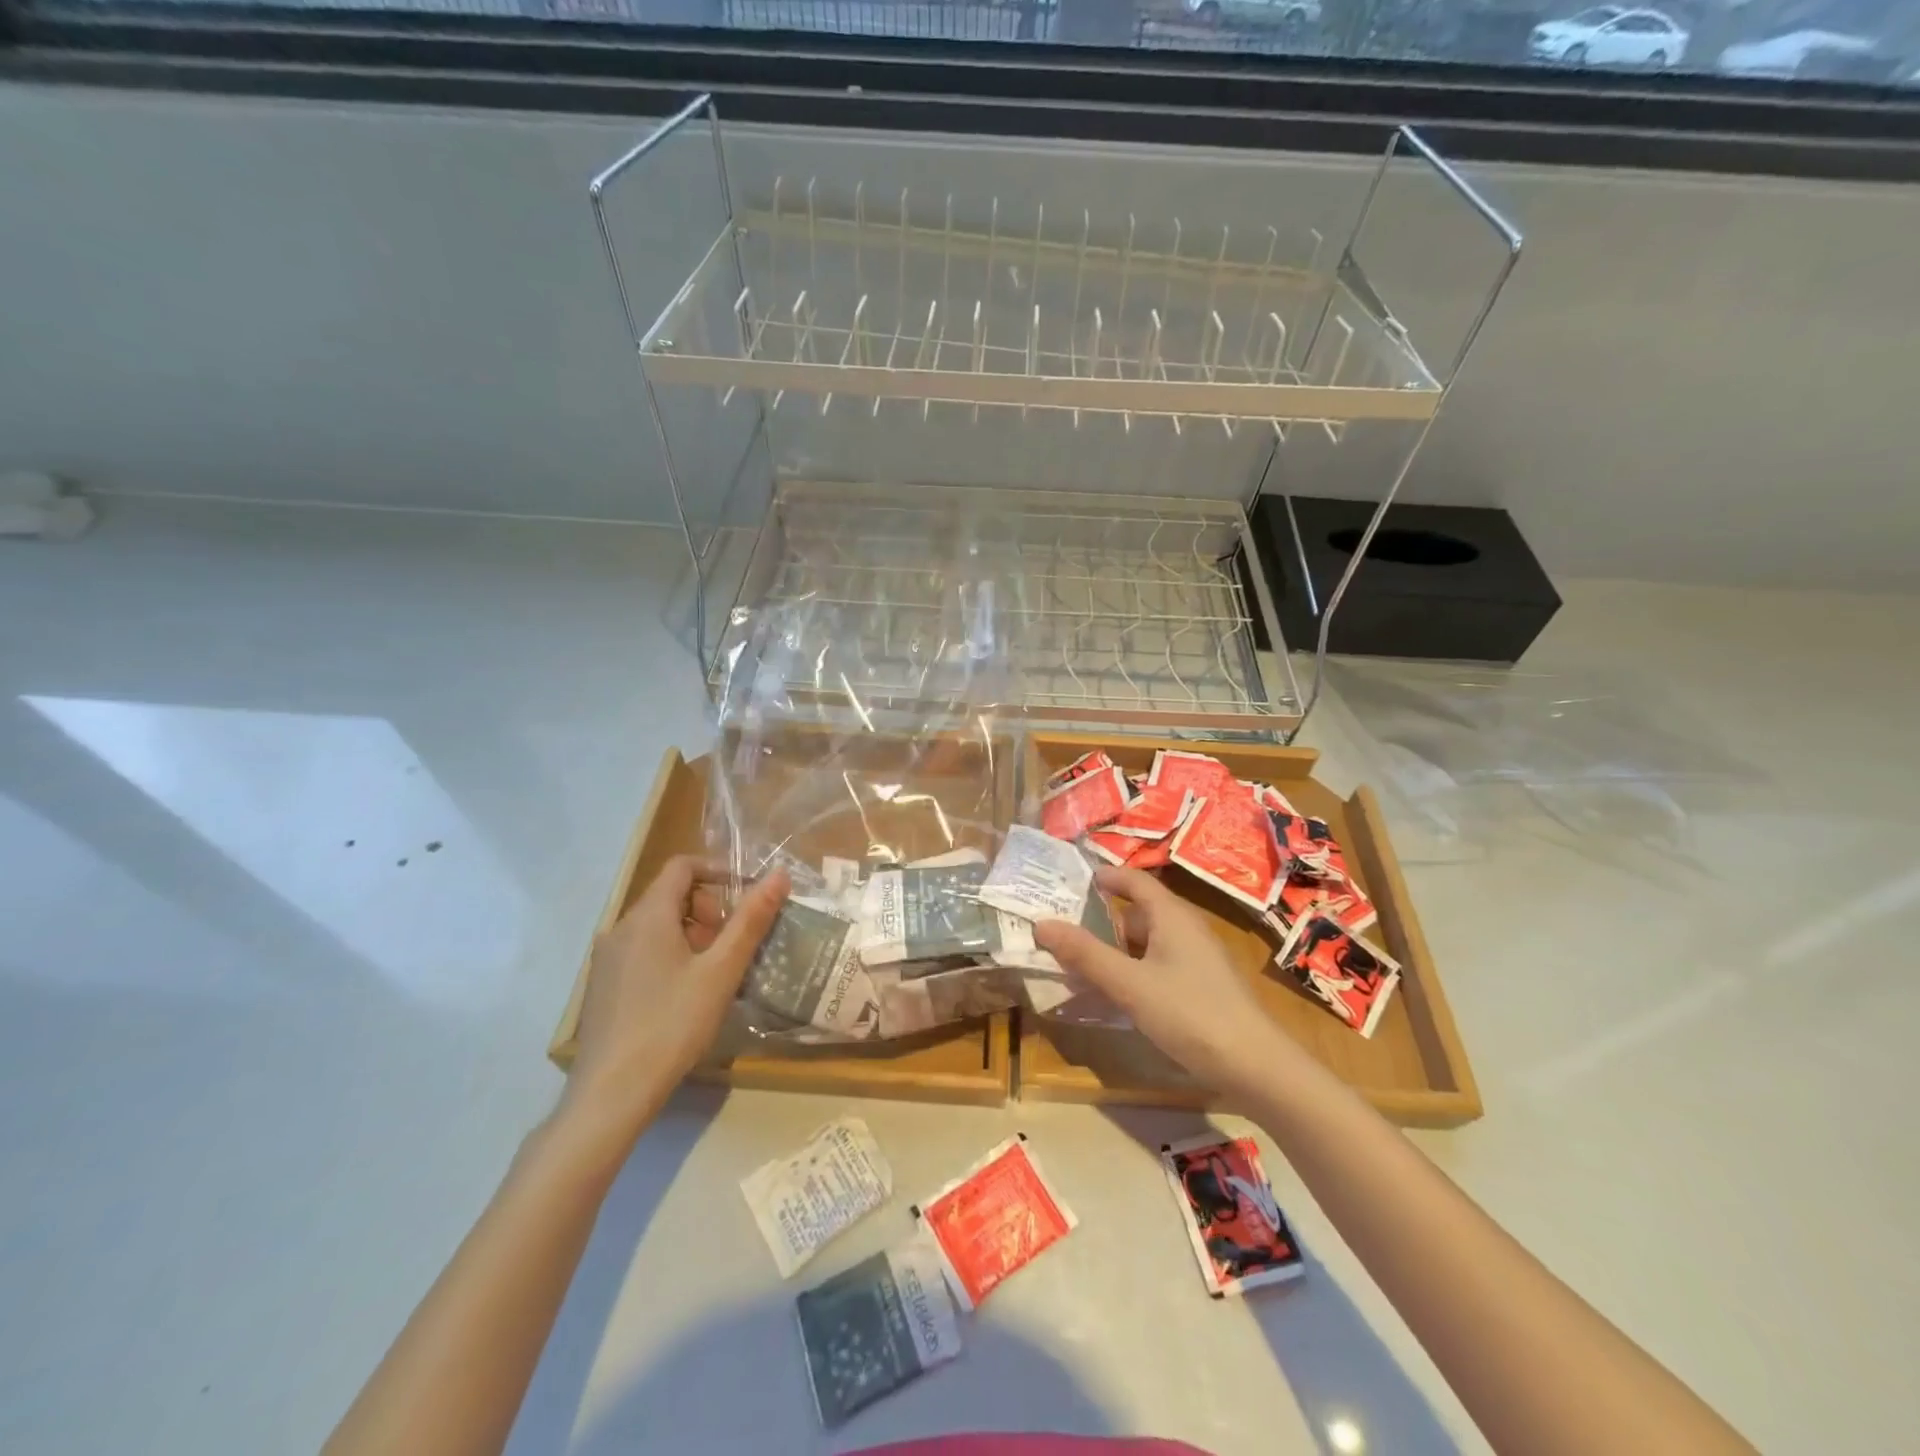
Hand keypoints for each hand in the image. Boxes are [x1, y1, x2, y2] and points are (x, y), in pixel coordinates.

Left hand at [565, 856, 789, 1127]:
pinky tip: (686, 995)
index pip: (682, 866)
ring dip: (692, 934)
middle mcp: (620, 928)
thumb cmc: (672, 1024)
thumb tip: (779, 875)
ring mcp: (606, 959)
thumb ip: (751, 920)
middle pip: (670, 895)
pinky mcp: (602, 987)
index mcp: (648, 916)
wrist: (611, 1093)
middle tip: (733, 943)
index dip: (718, 870)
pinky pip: (642, 951)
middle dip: (708, 909)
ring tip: (716, 972)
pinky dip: (670, 954)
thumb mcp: (722, 971)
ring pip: (656, 926)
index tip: (747, 894)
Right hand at [1034, 865, 1291, 1094]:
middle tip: (1066, 931)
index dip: (1105, 877)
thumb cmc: (1190, 1014)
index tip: (1072, 882)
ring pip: (1150, 940)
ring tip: (1084, 965)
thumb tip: (1041, 923)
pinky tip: (1120, 994)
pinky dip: (1136, 969)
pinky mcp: (1204, 984)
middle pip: (1140, 911)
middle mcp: (1187, 928)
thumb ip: (1085, 954)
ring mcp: (1199, 957)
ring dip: (1118, 949)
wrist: (1256, 1066)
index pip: (1134, 880)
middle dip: (1103, 919)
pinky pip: (1161, 963)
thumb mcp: (1129, 984)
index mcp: (1172, 915)